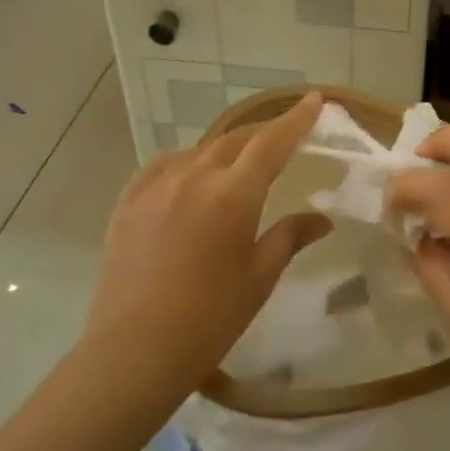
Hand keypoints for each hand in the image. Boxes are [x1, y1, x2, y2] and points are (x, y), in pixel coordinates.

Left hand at [81, 93, 330, 406]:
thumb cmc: (210, 318)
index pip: (271, 143)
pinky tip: (187, 175)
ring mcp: (154, 187)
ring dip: (224, 151)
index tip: (313, 100)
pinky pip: (161, 167)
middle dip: (262, 134)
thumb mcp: (259, 277)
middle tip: (283, 136)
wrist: (135, 350)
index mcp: (232, 195)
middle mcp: (192, 177)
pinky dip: (184, 163)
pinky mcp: (127, 203)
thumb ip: (290, 237)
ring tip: (237, 164)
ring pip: (198, 152)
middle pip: (234, 140)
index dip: (295, 120)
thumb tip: (322, 218)